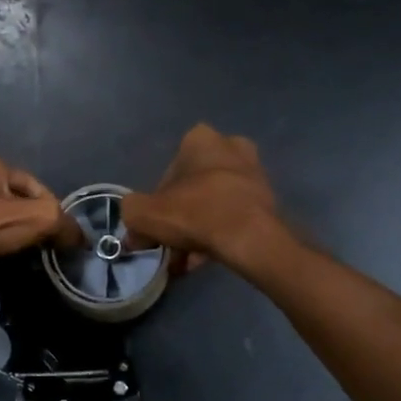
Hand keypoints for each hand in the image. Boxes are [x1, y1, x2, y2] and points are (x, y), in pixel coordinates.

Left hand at [0, 156, 74, 271]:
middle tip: (40, 244)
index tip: (57, 233)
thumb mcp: (37, 218)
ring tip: (19, 252)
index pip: (36, 186)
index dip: (51, 209)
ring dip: (9, 232)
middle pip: (15, 201)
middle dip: (29, 220)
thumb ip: (63, 223)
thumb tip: (81, 237)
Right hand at [123, 124, 283, 272]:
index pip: (168, 172)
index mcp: (200, 139)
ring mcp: (253, 174)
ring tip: (186, 260)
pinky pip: (234, 217)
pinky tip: (205, 261)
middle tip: (170, 245)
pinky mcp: (268, 200)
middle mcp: (230, 147)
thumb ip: (131, 214)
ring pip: (214, 204)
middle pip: (193, 188)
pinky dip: (218, 236)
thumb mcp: (144, 214)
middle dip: (180, 217)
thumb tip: (134, 230)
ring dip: (198, 230)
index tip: (154, 227)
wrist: (250, 238)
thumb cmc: (195, 213)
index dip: (156, 204)